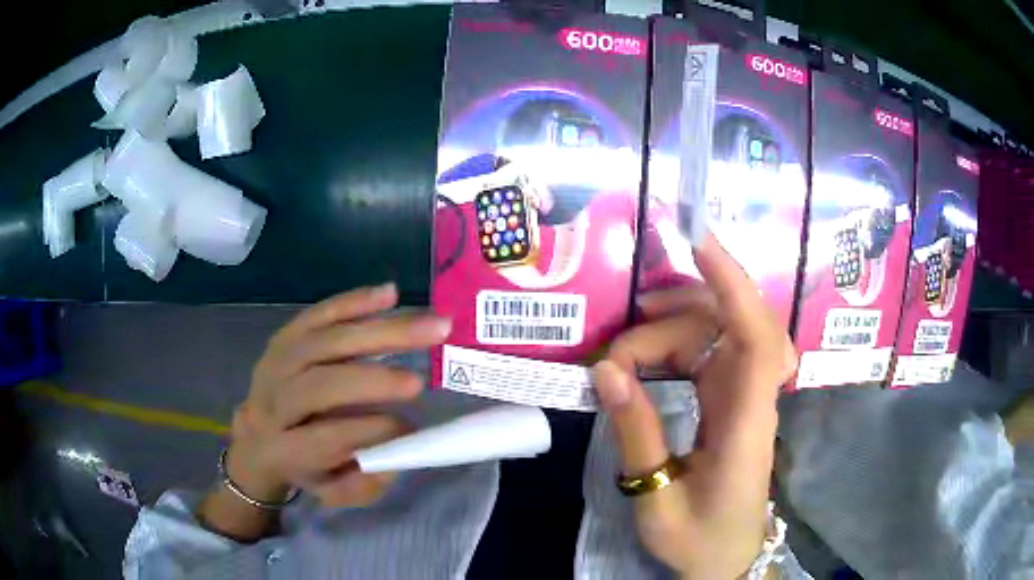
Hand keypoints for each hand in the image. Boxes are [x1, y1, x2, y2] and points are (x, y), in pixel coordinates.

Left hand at [227, 283, 451, 508]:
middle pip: (319, 386)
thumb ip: (366, 482)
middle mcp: (273, 403)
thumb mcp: (333, 491)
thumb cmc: (304, 468)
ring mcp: (275, 364)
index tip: (412, 427)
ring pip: (323, 342)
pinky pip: (318, 314)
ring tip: (429, 327)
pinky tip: (391, 294)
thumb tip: (402, 442)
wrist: (257, 435)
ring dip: (378, 333)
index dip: (370, 432)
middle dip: (372, 381)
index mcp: (284, 449)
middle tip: (420, 381)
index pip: (325, 438)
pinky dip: (355, 302)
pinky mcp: (284, 336)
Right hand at [592, 235, 795, 578]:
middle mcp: (754, 397)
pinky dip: (675, 344)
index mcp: (747, 426)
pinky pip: (708, 350)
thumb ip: (636, 435)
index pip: (757, 340)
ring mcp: (745, 393)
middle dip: (675, 314)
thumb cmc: (699, 538)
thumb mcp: (657, 499)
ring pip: (718, 330)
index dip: (734, 286)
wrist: (727, 555)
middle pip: (729, 323)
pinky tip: (645, 360)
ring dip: (671, 327)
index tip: (699, 243)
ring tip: (622, 357)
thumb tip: (606, 370)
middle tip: (617, 353)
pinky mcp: (732, 397)